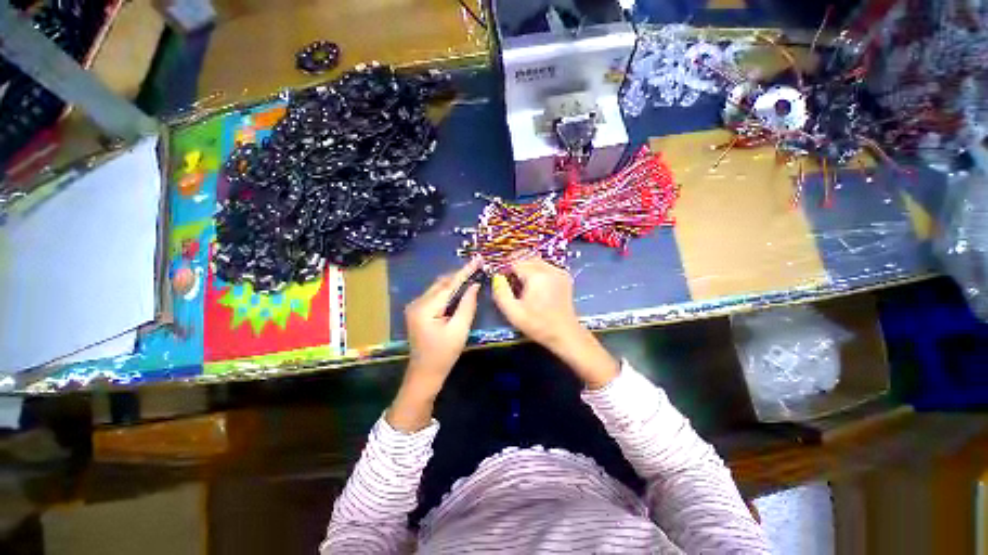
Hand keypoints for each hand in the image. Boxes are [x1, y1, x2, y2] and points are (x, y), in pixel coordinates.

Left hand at [388, 261, 480, 430]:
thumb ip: (467, 305)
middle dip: (459, 275)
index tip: (477, 259)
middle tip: (477, 267)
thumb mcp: (459, 330)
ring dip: (454, 282)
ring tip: (471, 275)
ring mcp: (415, 306)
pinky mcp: (417, 311)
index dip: (465, 271)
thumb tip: (474, 285)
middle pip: (441, 283)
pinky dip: (448, 291)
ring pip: (438, 288)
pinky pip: (435, 295)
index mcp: (426, 308)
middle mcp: (417, 302)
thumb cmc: (444, 354)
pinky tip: (459, 290)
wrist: (424, 373)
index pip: (449, 284)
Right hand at [491, 258, 618, 388]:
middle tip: (510, 281)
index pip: (515, 261)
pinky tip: (535, 285)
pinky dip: (537, 271)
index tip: (502, 279)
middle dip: (516, 266)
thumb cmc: (538, 325)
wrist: (565, 333)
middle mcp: (549, 269)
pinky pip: (546, 267)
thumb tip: (497, 277)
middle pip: (526, 258)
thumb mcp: (513, 313)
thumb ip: (501, 293)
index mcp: (537, 276)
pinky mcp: (564, 277)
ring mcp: (559, 272)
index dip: (506, 269)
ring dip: (527, 268)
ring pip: (537, 261)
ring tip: (522, 283)